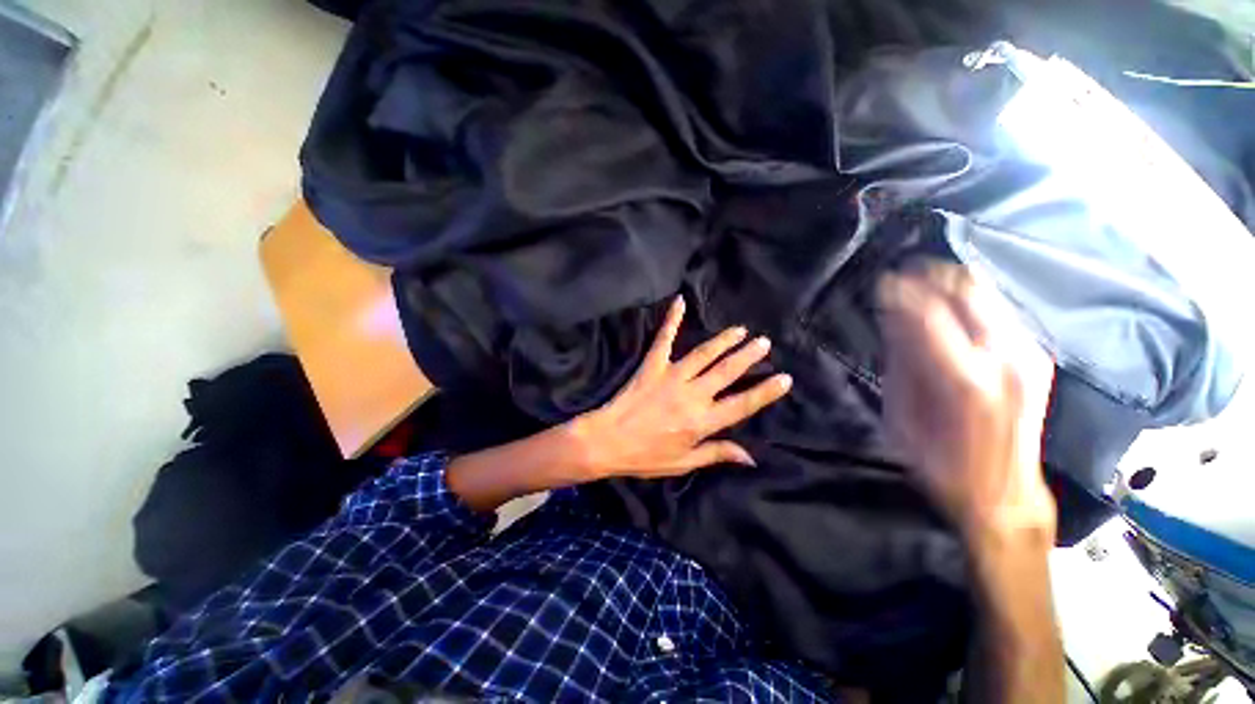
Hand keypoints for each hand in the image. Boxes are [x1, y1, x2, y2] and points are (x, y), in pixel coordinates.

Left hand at [571, 296, 791, 479]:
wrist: (607, 440)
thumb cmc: (646, 456)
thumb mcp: (684, 463)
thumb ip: (717, 453)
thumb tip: (751, 456)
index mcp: (702, 421)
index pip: (742, 404)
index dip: (765, 392)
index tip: (785, 378)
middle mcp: (692, 395)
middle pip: (727, 372)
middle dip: (748, 357)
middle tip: (764, 342)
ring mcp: (672, 376)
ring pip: (704, 354)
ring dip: (724, 340)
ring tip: (740, 329)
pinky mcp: (652, 365)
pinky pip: (664, 339)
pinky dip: (672, 319)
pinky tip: (680, 301)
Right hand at [877, 263, 1056, 539]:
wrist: (1004, 494)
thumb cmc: (942, 464)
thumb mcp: (903, 416)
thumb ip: (901, 363)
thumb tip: (892, 319)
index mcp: (966, 378)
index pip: (929, 313)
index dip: (902, 291)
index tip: (882, 282)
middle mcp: (1007, 357)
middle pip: (969, 289)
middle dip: (932, 276)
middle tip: (903, 279)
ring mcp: (1028, 354)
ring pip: (987, 294)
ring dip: (950, 287)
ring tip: (921, 292)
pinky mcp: (1037, 357)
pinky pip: (998, 311)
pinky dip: (969, 303)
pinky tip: (948, 313)